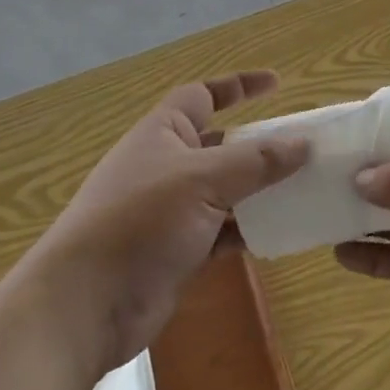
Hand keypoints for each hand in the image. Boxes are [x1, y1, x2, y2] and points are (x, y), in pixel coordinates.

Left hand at [39, 71, 307, 372]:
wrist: (85, 306)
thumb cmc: (140, 221)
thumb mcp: (203, 180)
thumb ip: (255, 161)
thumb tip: (303, 143)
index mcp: (163, 133)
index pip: (203, 95)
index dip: (238, 86)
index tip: (278, 84)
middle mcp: (167, 165)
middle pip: (221, 144)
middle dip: (259, 144)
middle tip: (303, 147)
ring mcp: (172, 211)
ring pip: (226, 190)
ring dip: (260, 190)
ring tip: (304, 188)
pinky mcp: (179, 251)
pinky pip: (224, 231)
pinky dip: (249, 229)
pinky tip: (282, 232)